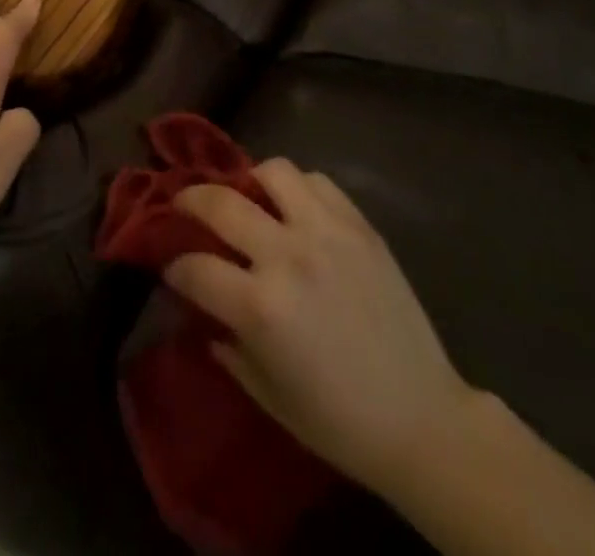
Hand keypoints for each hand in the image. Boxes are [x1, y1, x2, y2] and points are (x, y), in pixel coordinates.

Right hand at [166, 160, 473, 495]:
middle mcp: (287, 256)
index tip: (171, 265)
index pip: (193, 267)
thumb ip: (227, 345)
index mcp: (260, 307)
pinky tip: (296, 210)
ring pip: (272, 172)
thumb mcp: (268, 394)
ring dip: (250, 182)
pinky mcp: (360, 226)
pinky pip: (319, 182)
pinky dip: (298, 188)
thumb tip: (201, 312)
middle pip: (220, 202)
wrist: (423, 419)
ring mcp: (326, 233)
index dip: (174, 265)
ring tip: (249, 199)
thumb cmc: (339, 421)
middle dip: (189, 200)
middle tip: (183, 206)